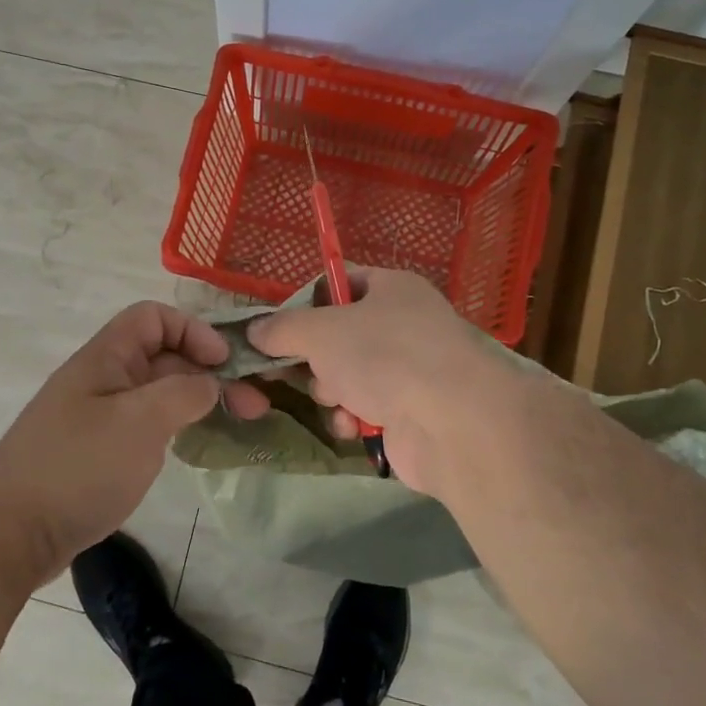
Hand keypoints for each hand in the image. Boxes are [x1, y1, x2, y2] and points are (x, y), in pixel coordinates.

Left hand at [0, 301, 263, 585]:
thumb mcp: (140, 421)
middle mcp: (102, 380)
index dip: (193, 331)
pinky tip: (196, 445)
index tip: (225, 364)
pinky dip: (177, 427)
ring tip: (239, 422)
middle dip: (209, 371)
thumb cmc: (78, 467)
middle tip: (254, 404)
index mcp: (105, 358)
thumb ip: (183, 392)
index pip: (153, 317)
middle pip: (163, 356)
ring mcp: (99, 418)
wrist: (10, 534)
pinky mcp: (99, 453)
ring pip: (158, 393)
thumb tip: (208, 383)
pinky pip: (146, 425)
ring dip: (199, 400)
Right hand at [247, 268, 502, 494]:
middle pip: (339, 334)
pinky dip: (353, 417)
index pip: (340, 282)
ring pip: (347, 375)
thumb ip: (282, 328)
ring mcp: (409, 370)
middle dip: (315, 356)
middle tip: (298, 367)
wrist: (451, 422)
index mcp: (392, 288)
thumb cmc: (384, 355)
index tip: (278, 326)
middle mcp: (403, 324)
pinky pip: (364, 408)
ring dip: (331, 390)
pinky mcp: (410, 411)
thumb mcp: (320, 331)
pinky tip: (353, 424)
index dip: (307, 301)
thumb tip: (254, 331)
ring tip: (337, 398)